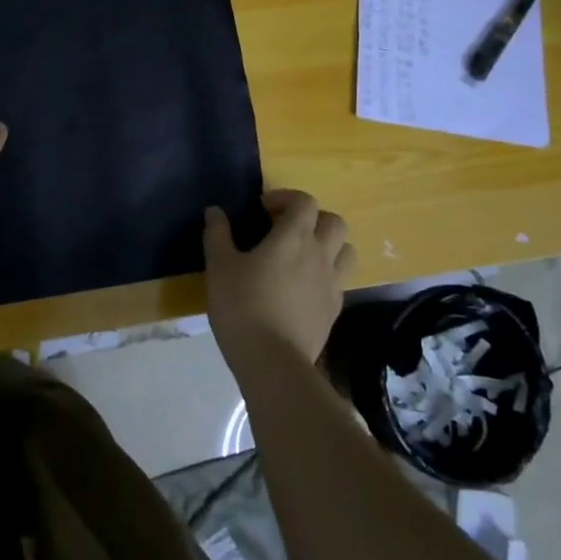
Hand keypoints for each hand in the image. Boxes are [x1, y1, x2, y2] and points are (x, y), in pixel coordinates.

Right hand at [203, 189, 355, 370]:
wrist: (272, 361)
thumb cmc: (242, 305)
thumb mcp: (220, 267)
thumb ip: (217, 235)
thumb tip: (215, 212)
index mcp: (294, 236)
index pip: (305, 202)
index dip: (286, 198)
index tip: (264, 209)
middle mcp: (320, 254)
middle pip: (334, 222)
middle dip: (313, 218)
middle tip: (288, 229)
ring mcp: (332, 284)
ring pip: (346, 251)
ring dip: (328, 245)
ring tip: (303, 256)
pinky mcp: (334, 310)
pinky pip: (339, 281)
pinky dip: (326, 275)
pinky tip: (303, 288)